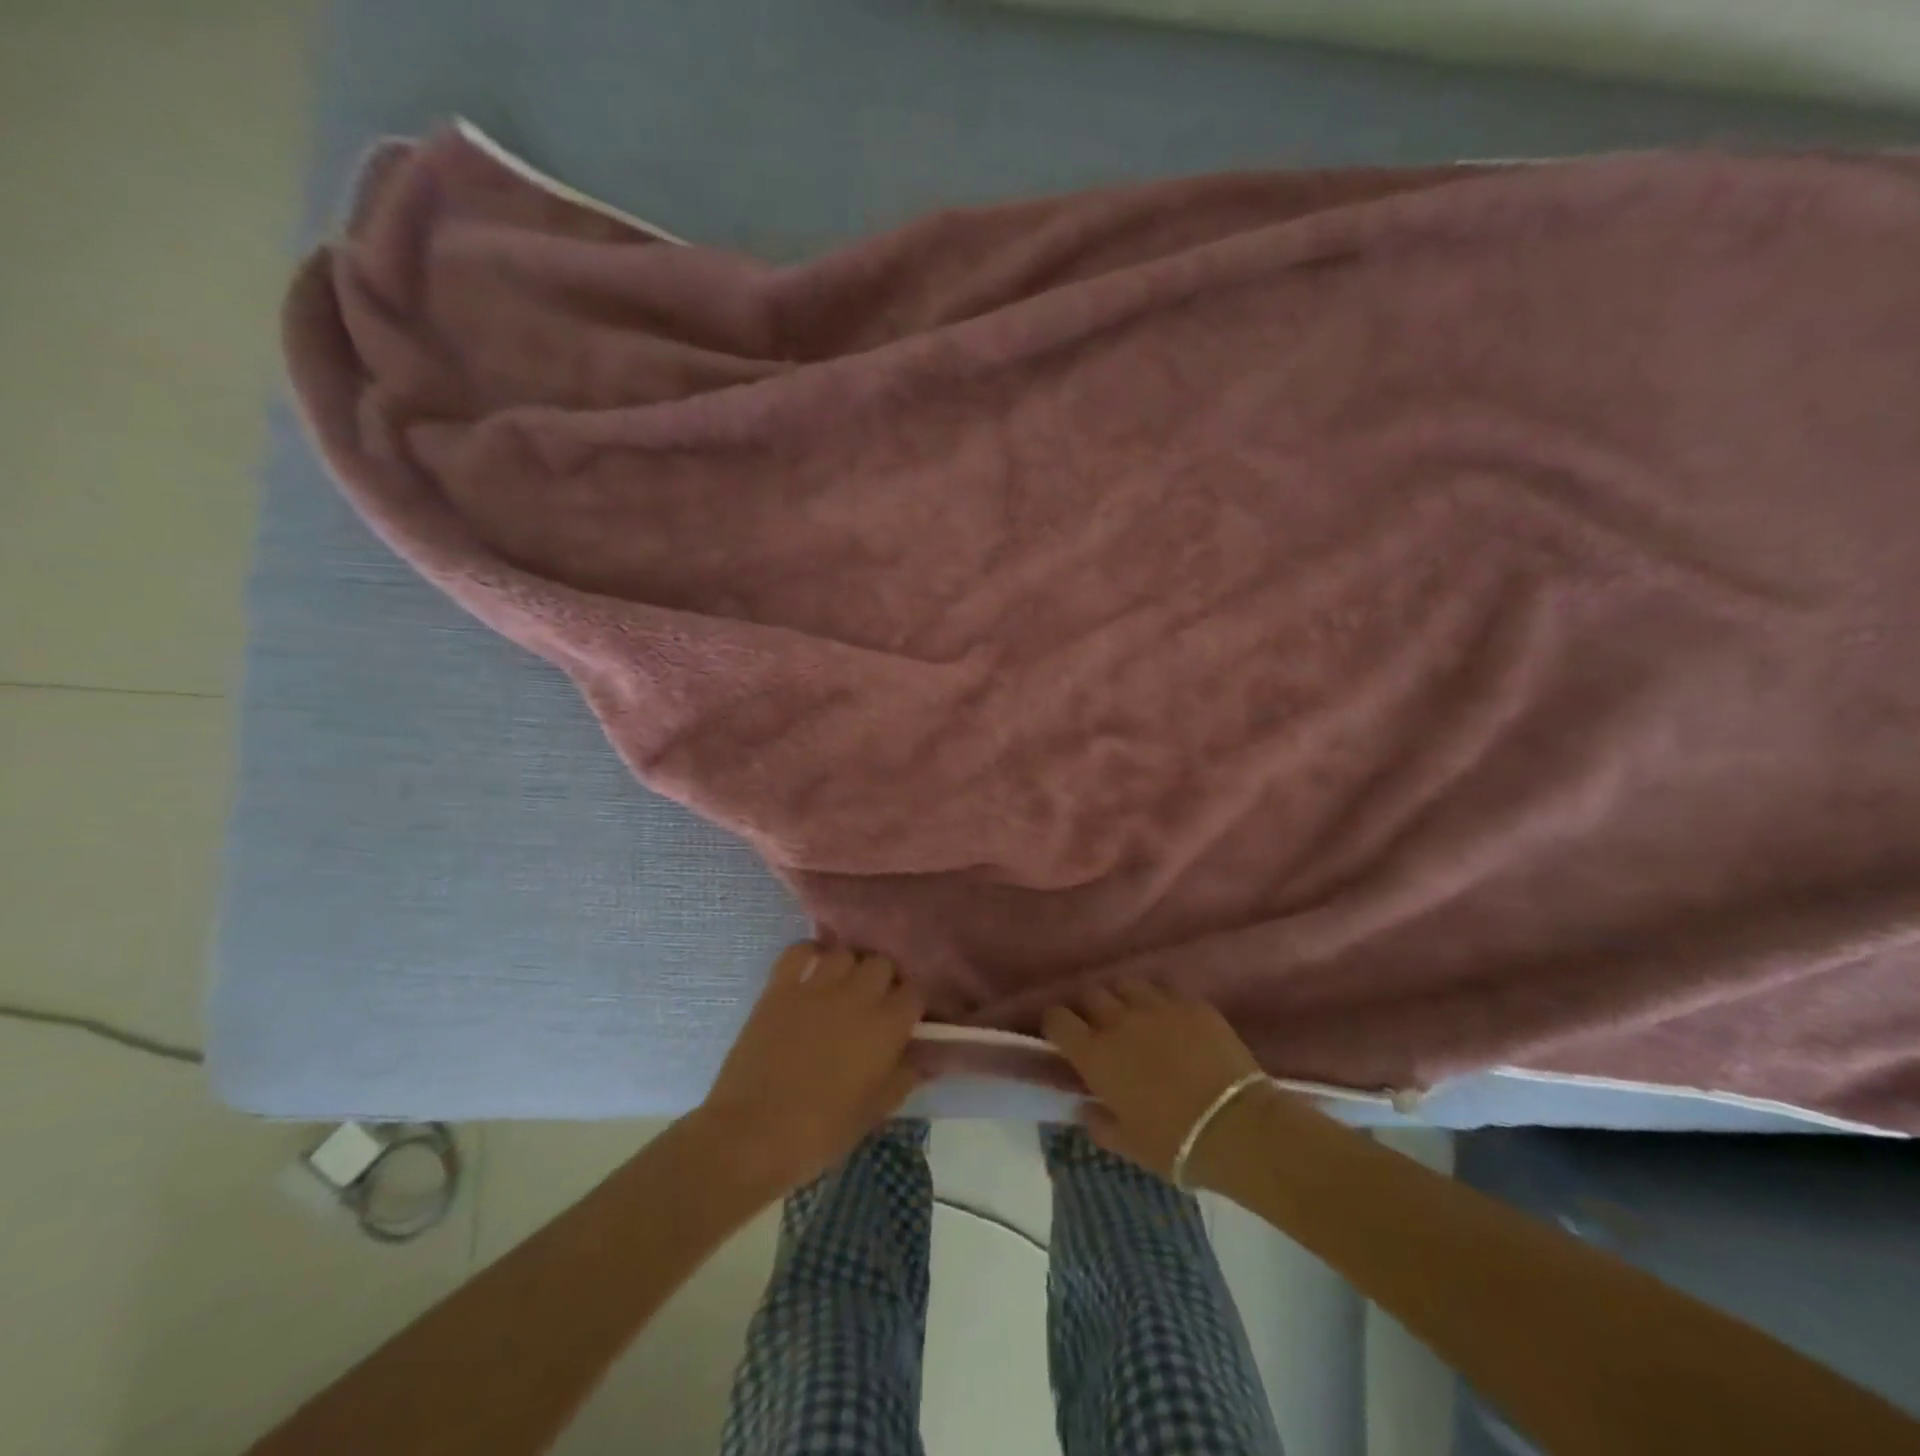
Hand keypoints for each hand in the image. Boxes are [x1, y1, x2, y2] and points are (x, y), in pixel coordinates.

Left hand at [695, 942, 927, 1193]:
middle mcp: (857, 996)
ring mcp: (816, 987)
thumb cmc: (820, 1132)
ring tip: (842, 989)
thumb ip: (904, 1078)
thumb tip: (929, 1059)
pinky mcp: (780, 987)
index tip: (904, 1019)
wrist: (752, 1134)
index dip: (911, 1003)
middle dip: (883, 980)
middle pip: (882, 963)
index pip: (915, 992)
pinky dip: (808, 955)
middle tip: (874, 1004)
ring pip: (845, 953)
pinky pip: (799, 951)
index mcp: (886, 1027)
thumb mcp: (874, 1112)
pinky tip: (810, 973)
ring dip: (849, 968)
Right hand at [1042, 979, 1263, 1181]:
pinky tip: (1173, 1021)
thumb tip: (1085, 1107)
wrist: (1236, 1127)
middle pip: (1091, 994)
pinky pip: (1166, 991)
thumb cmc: (1174, 1143)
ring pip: (1127, 984)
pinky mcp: (1191, 1003)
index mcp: (1096, 1054)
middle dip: (1090, 1008)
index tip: (1062, 1035)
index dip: (1056, 1024)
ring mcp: (1157, 1006)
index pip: (1057, 1019)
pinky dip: (1162, 1003)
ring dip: (1124, 998)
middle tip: (1102, 1028)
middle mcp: (1119, 1021)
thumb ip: (1099, 1123)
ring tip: (1136, 1016)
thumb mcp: (1128, 1145)